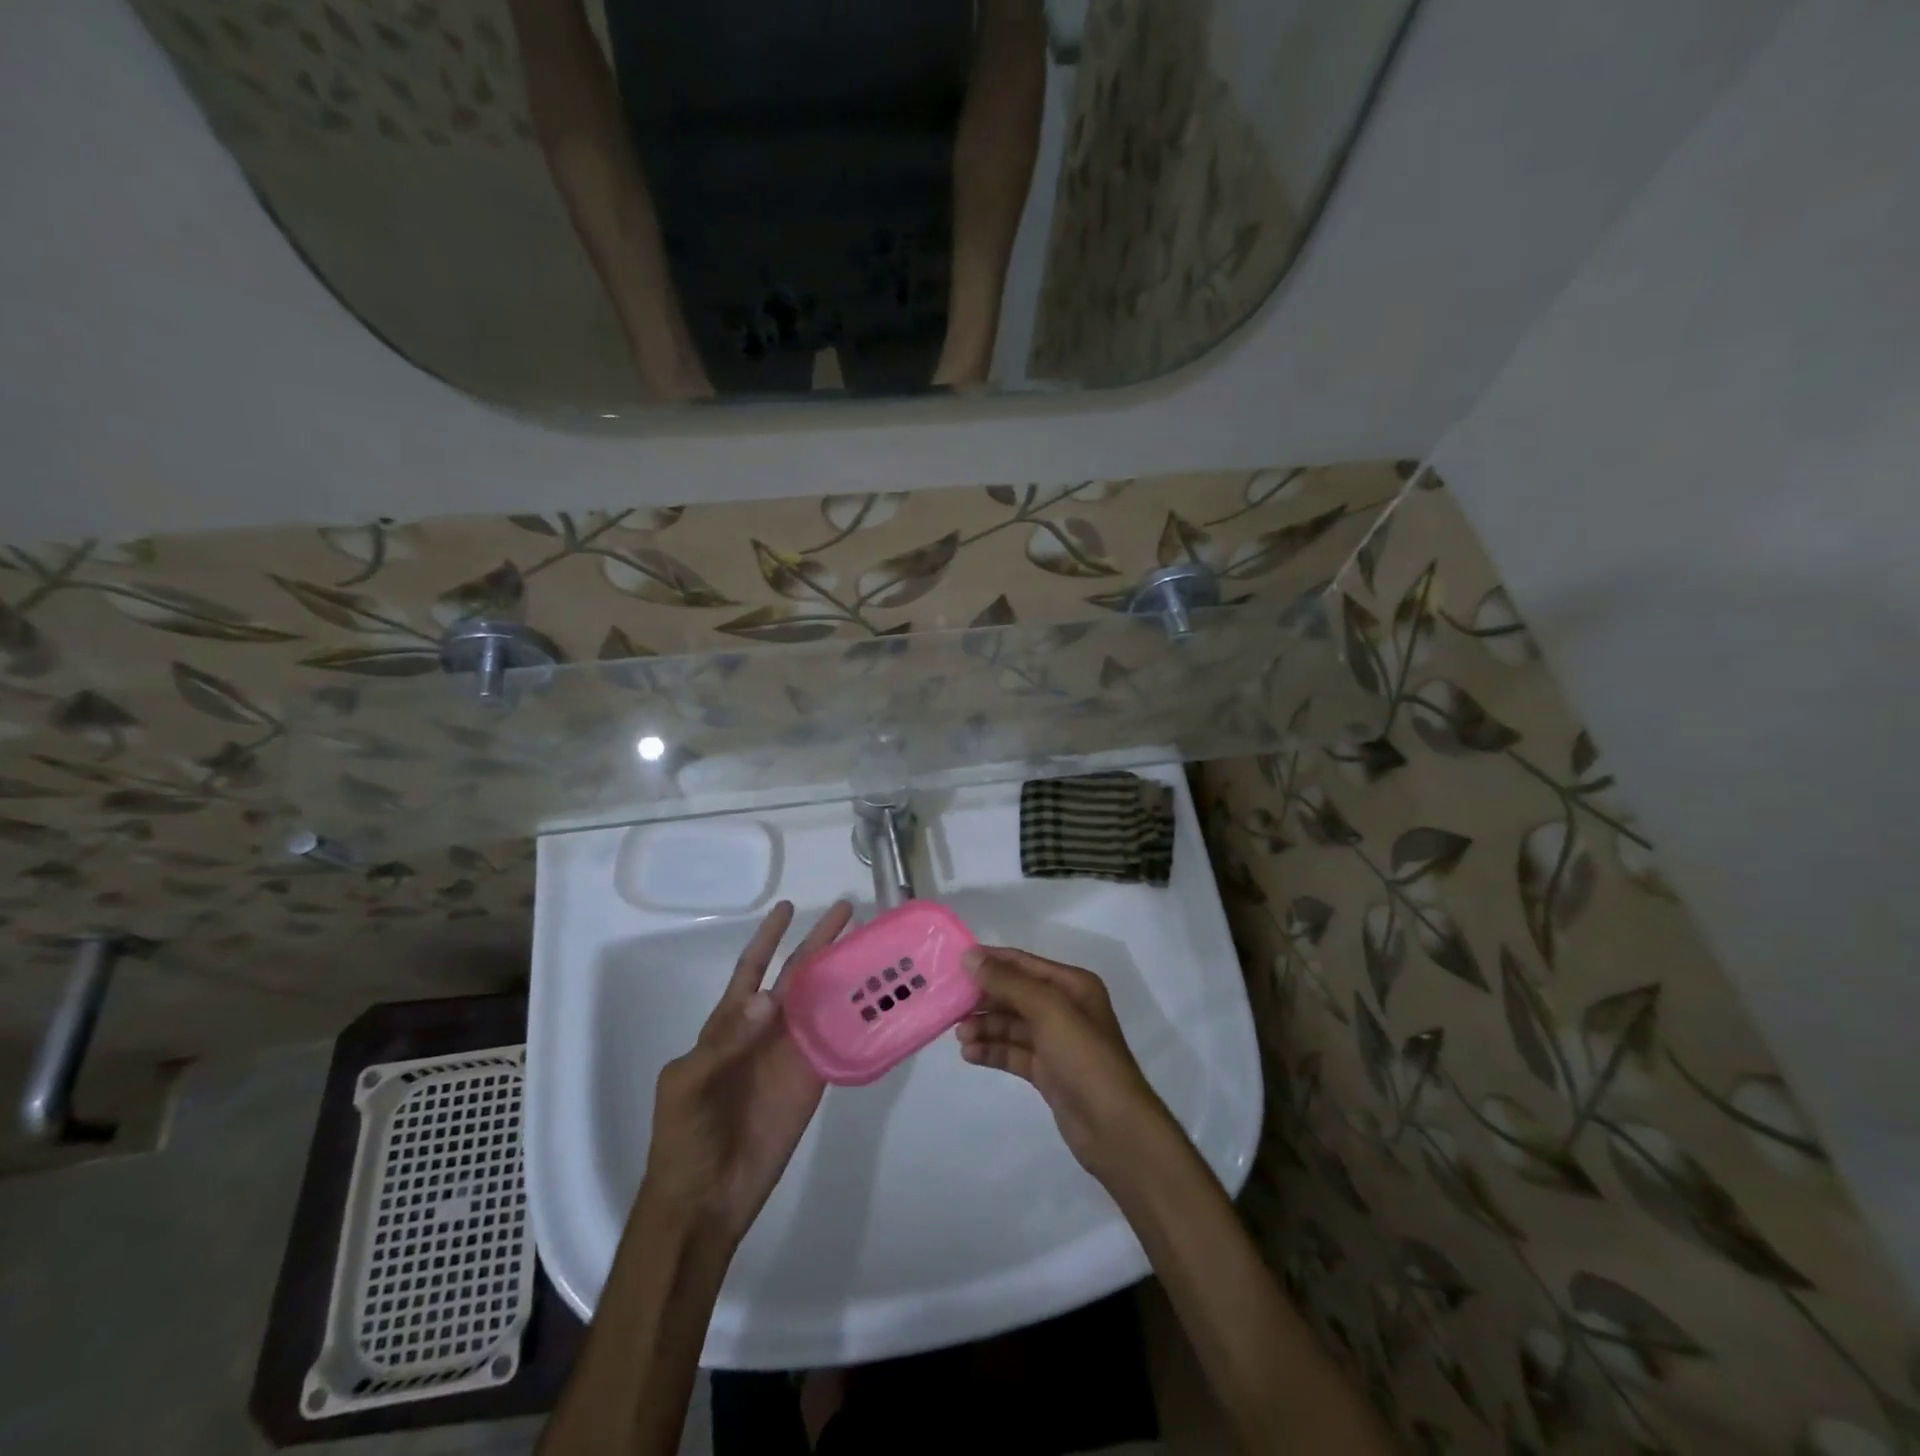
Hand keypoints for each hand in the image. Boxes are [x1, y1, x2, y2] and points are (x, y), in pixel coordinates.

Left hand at [642, 900, 853, 1244]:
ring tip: (873, 947)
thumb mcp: (688, 1084)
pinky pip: (839, 1041)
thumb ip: (725, 1040)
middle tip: (848, 911)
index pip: (753, 968)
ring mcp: (792, 1053)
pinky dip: (859, 1020)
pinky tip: (880, 1001)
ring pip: (823, 1002)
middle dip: (820, 942)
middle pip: (798, 975)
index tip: (787, 906)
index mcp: (730, 1022)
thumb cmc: (685, 1137)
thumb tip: (768, 996)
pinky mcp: (814, 1079)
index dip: (769, 937)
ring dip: (845, 974)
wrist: (706, 1200)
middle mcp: (766, 1029)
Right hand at [956, 946, 1173, 1182]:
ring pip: (1011, 1025)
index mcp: (1072, 985)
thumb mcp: (1047, 1010)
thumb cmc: (1084, 1057)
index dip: (991, 961)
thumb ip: (1008, 982)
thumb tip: (969, 957)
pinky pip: (1013, 1052)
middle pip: (1015, 994)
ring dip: (985, 1026)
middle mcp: (1065, 1008)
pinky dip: (992, 1050)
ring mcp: (1056, 1042)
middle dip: (984, 998)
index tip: (954, 962)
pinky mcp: (1047, 1071)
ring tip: (961, 1036)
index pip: (1023, 963)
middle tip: (951, 1005)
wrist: (1114, 1127)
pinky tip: (970, 1054)